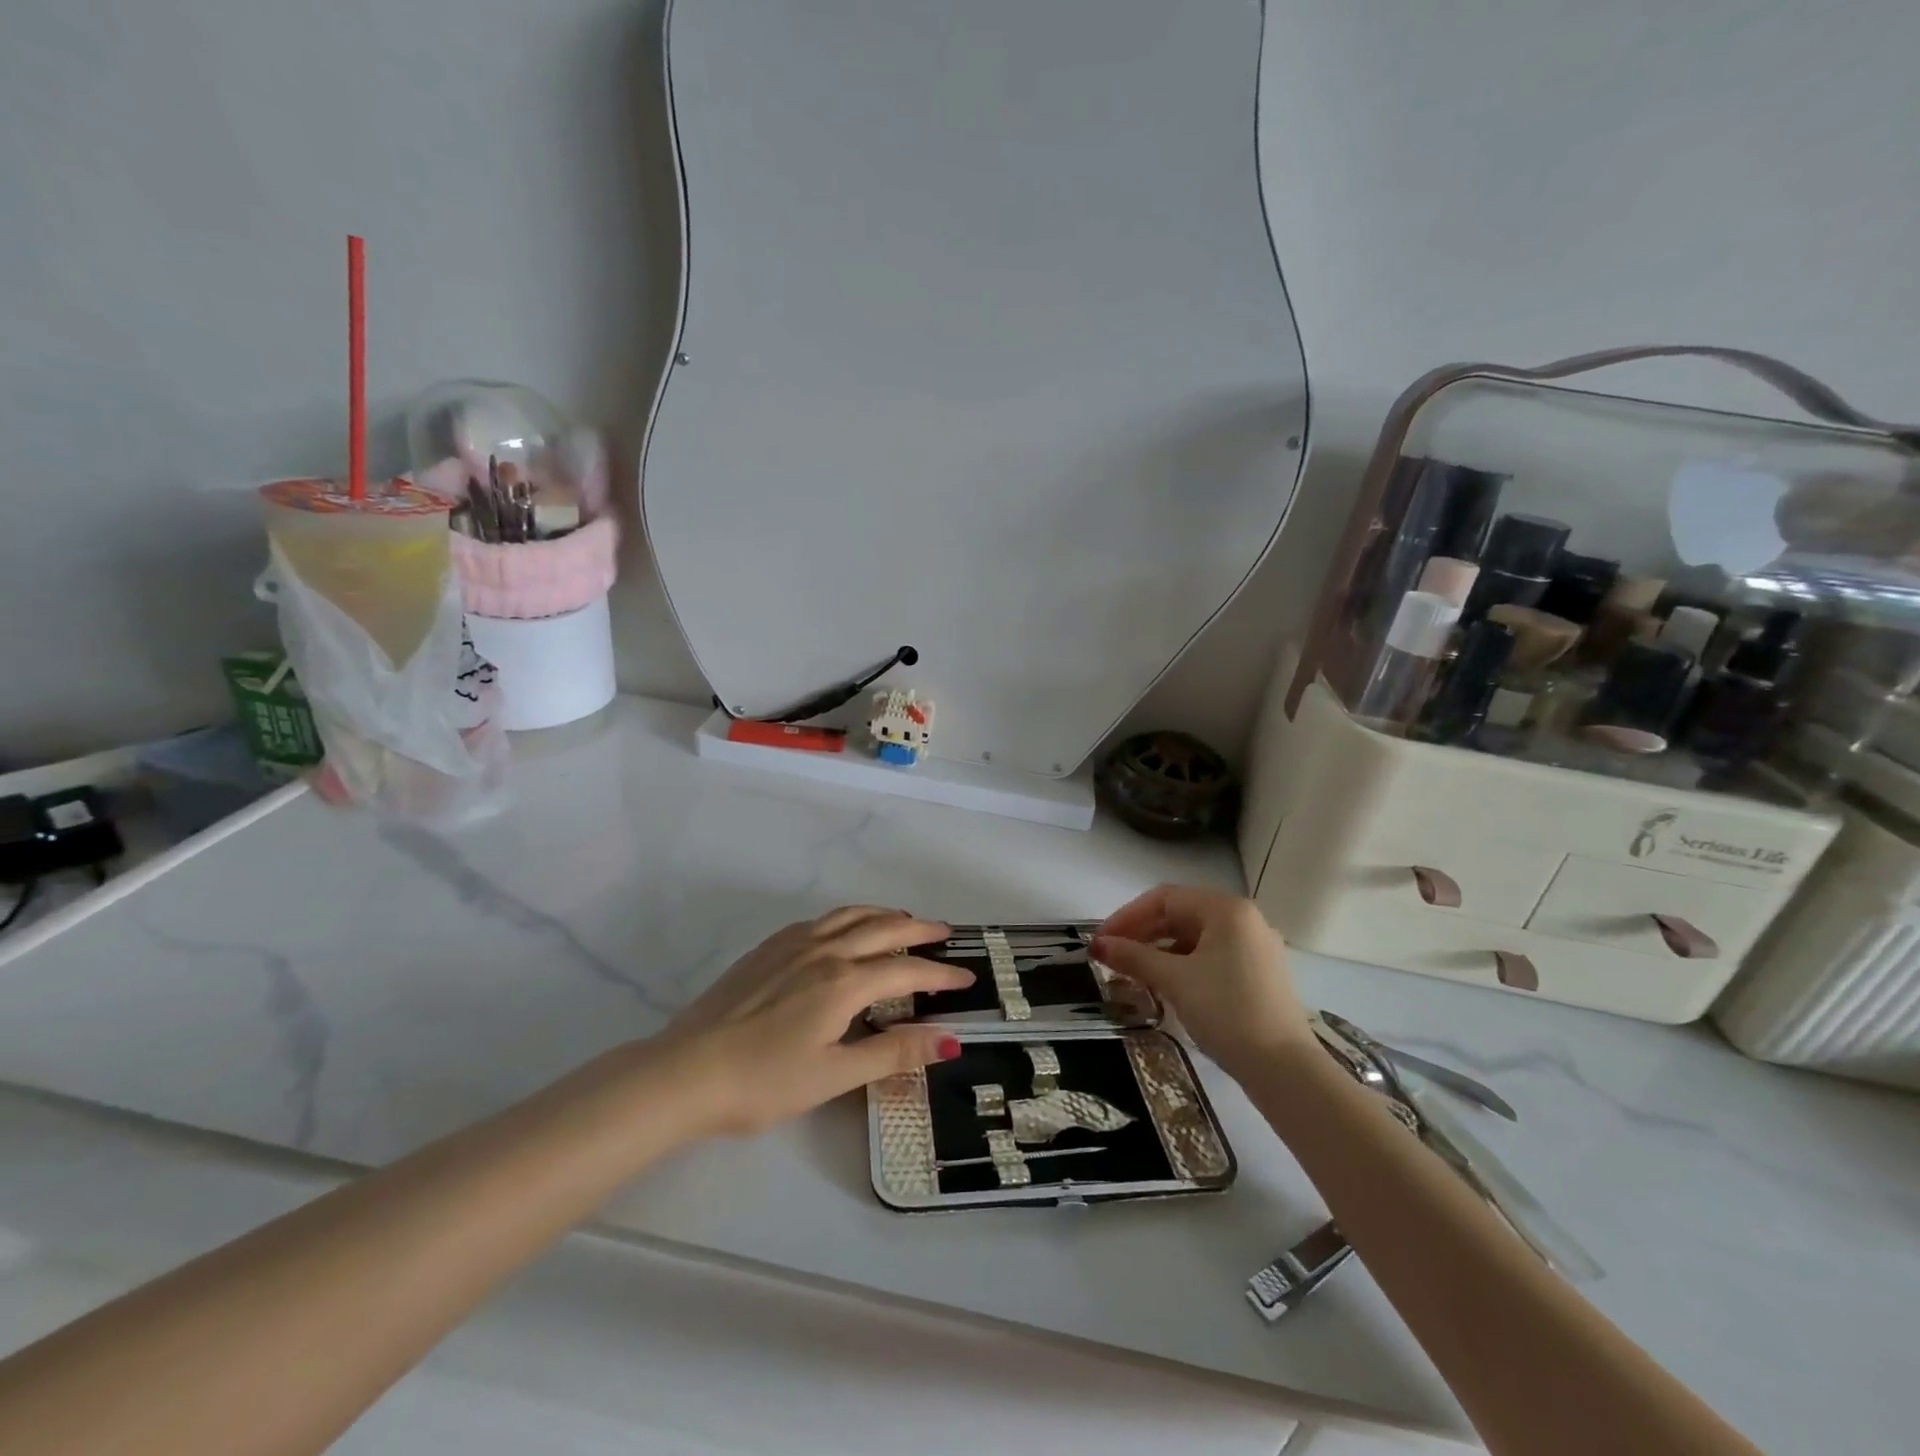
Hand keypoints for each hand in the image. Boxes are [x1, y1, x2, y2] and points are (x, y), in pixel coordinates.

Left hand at [655, 907, 971, 1136]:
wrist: (684, 1071)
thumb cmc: (763, 1081)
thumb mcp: (834, 1075)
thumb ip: (893, 1053)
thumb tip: (950, 1040)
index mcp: (844, 982)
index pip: (906, 969)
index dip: (940, 974)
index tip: (966, 978)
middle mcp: (823, 951)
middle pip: (882, 928)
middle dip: (918, 928)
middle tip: (944, 932)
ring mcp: (792, 945)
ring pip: (849, 915)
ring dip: (882, 915)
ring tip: (902, 920)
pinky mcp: (767, 949)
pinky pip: (820, 920)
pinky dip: (847, 917)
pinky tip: (843, 929)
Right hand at [1091, 885, 1312, 1078]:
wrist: (1284, 1070)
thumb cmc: (1226, 1011)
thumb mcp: (1174, 980)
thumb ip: (1133, 957)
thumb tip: (1098, 945)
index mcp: (1227, 909)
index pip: (1165, 898)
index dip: (1127, 916)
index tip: (1101, 941)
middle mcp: (1245, 920)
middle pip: (1182, 914)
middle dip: (1142, 933)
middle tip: (1111, 956)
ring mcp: (1256, 948)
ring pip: (1196, 938)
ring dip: (1160, 951)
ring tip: (1132, 972)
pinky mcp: (1260, 975)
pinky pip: (1212, 957)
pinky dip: (1183, 965)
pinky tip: (1164, 985)